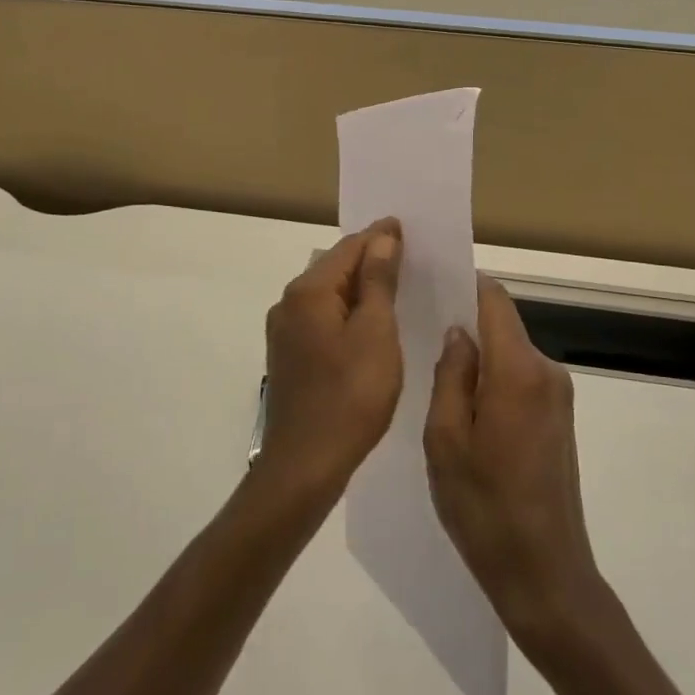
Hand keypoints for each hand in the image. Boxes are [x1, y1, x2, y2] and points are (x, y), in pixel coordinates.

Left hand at [256, 219, 402, 503]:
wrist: (304, 466)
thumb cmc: (350, 396)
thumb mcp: (375, 333)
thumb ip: (379, 281)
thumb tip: (383, 237)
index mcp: (309, 291)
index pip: (349, 247)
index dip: (380, 236)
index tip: (409, 228)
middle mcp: (289, 302)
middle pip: (335, 267)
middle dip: (370, 259)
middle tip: (409, 255)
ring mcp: (285, 331)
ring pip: (328, 294)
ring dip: (360, 287)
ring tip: (396, 286)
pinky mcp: (289, 355)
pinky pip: (322, 317)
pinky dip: (347, 311)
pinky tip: (370, 324)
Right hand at [424, 275, 602, 643]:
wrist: (547, 578)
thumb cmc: (485, 509)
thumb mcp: (445, 440)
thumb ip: (451, 376)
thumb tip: (458, 333)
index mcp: (519, 371)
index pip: (494, 300)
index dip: (464, 283)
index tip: (430, 280)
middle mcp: (547, 372)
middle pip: (502, 324)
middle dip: (464, 322)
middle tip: (419, 331)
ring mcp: (558, 396)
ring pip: (510, 353)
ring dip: (478, 356)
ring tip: (434, 373)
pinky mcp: (560, 419)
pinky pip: (520, 379)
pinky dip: (493, 380)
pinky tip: (464, 408)